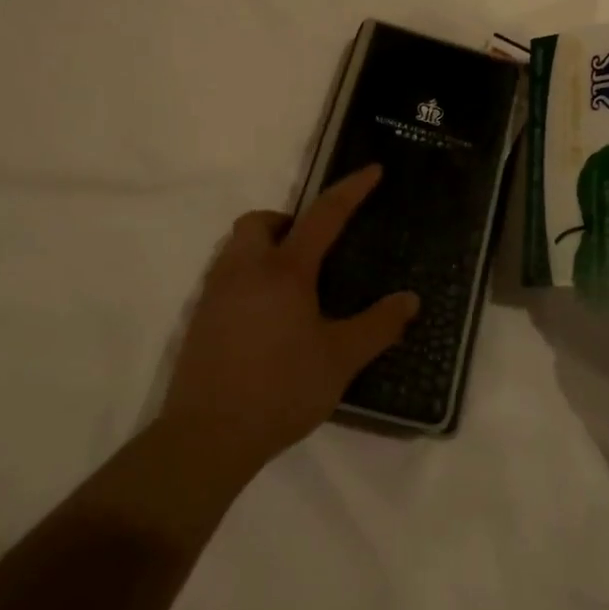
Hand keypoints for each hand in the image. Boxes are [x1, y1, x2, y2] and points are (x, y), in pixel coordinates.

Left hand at [164, 166, 418, 479]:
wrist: (205, 438)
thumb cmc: (280, 390)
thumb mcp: (341, 359)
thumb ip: (378, 326)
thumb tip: (410, 300)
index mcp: (285, 271)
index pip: (323, 215)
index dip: (351, 190)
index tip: (372, 170)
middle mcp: (245, 270)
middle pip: (259, 221)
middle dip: (287, 222)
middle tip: (312, 251)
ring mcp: (216, 294)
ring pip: (237, 248)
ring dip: (265, 249)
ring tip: (292, 286)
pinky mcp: (198, 320)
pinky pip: (225, 277)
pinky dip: (248, 278)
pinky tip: (265, 318)